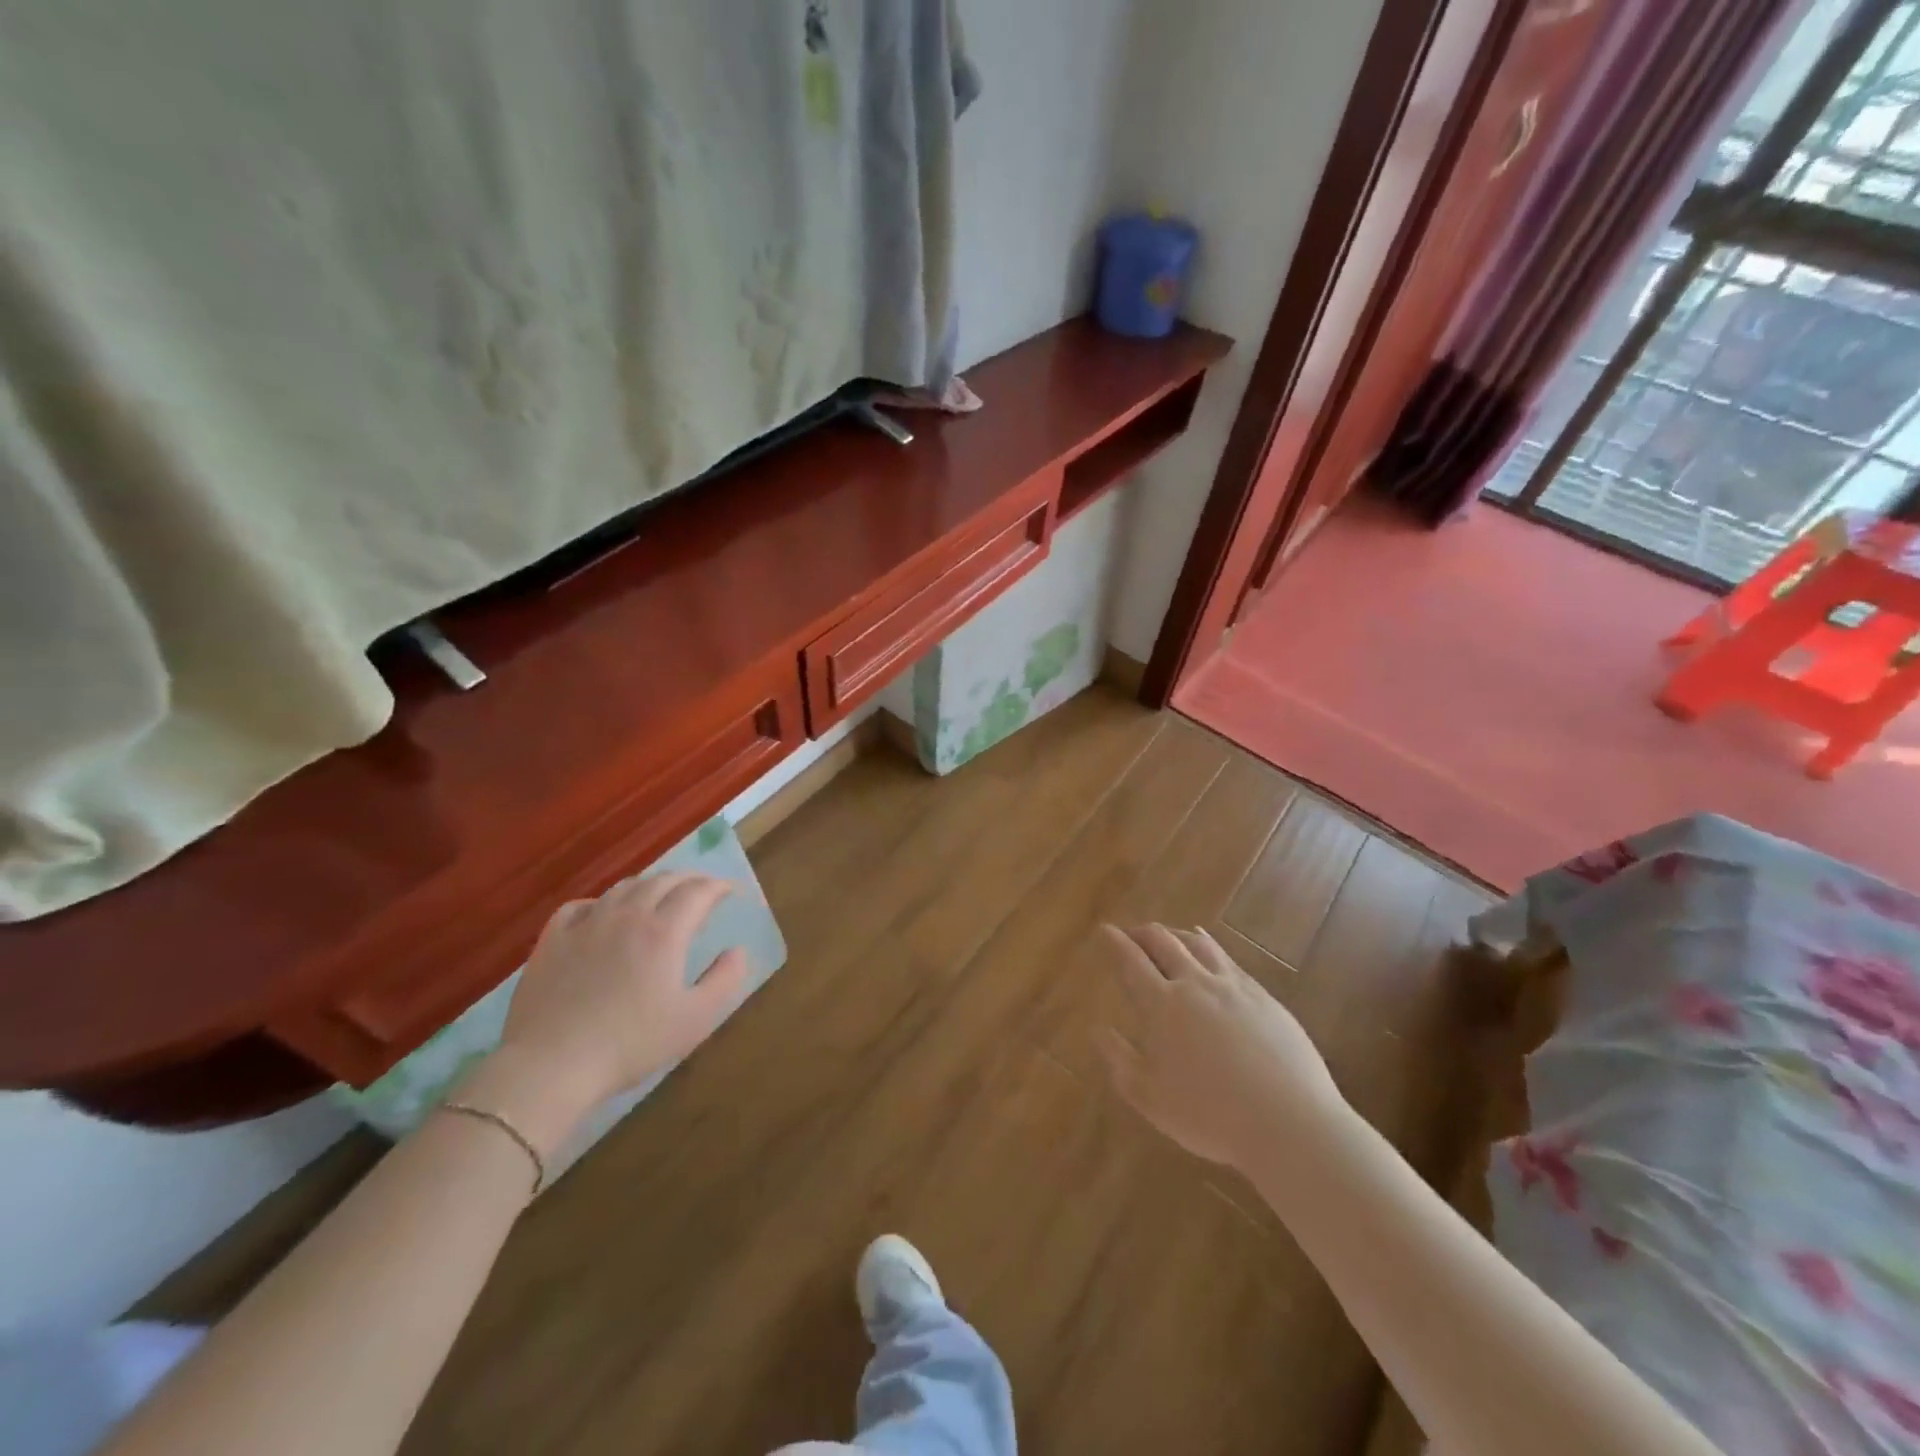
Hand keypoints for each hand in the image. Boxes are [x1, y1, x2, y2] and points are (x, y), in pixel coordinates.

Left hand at [460, 873, 749, 1152]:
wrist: (550, 1066)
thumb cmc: (630, 1044)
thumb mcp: (695, 1020)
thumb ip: (724, 980)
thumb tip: (738, 951)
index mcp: (664, 931)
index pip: (698, 891)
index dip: (719, 886)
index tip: (731, 892)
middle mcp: (628, 915)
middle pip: (663, 880)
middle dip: (689, 879)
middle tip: (702, 890)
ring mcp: (586, 924)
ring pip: (624, 887)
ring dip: (650, 885)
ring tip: (659, 897)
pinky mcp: (552, 940)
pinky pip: (580, 906)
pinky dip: (601, 902)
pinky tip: (602, 914)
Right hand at [1096, 923, 1344, 1169]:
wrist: (1290, 1124)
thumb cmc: (1211, 1116)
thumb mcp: (1150, 1098)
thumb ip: (1119, 1060)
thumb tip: (1098, 1029)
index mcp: (1163, 1006)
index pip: (1132, 961)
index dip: (1115, 942)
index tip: (1105, 930)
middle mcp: (1195, 984)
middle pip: (1163, 941)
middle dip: (1142, 933)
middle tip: (1131, 935)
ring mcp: (1232, 986)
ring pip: (1197, 943)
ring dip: (1175, 934)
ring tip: (1166, 937)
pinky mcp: (1262, 995)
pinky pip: (1227, 957)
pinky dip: (1208, 945)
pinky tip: (1208, 949)